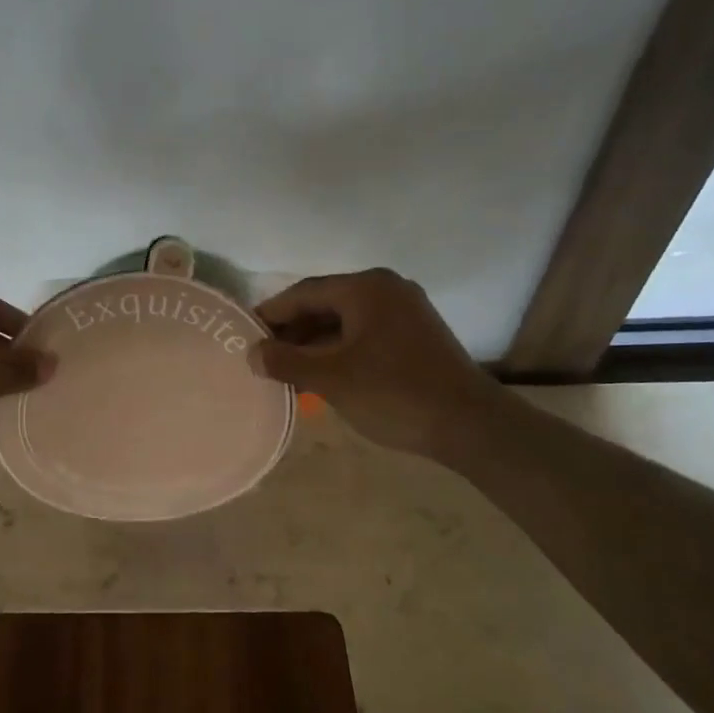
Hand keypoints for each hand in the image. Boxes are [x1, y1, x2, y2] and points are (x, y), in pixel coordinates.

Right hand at [254, 269, 506, 460]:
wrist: (469, 424)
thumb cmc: (393, 393)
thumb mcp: (330, 378)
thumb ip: (285, 361)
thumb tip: (251, 353)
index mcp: (365, 288)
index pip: (303, 293)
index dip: (270, 314)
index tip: (244, 335)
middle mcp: (386, 289)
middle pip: (324, 304)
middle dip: (292, 332)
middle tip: (263, 358)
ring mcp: (405, 311)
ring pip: (345, 321)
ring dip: (314, 344)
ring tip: (287, 371)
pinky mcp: (416, 335)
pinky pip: (364, 334)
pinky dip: (339, 350)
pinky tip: (323, 375)